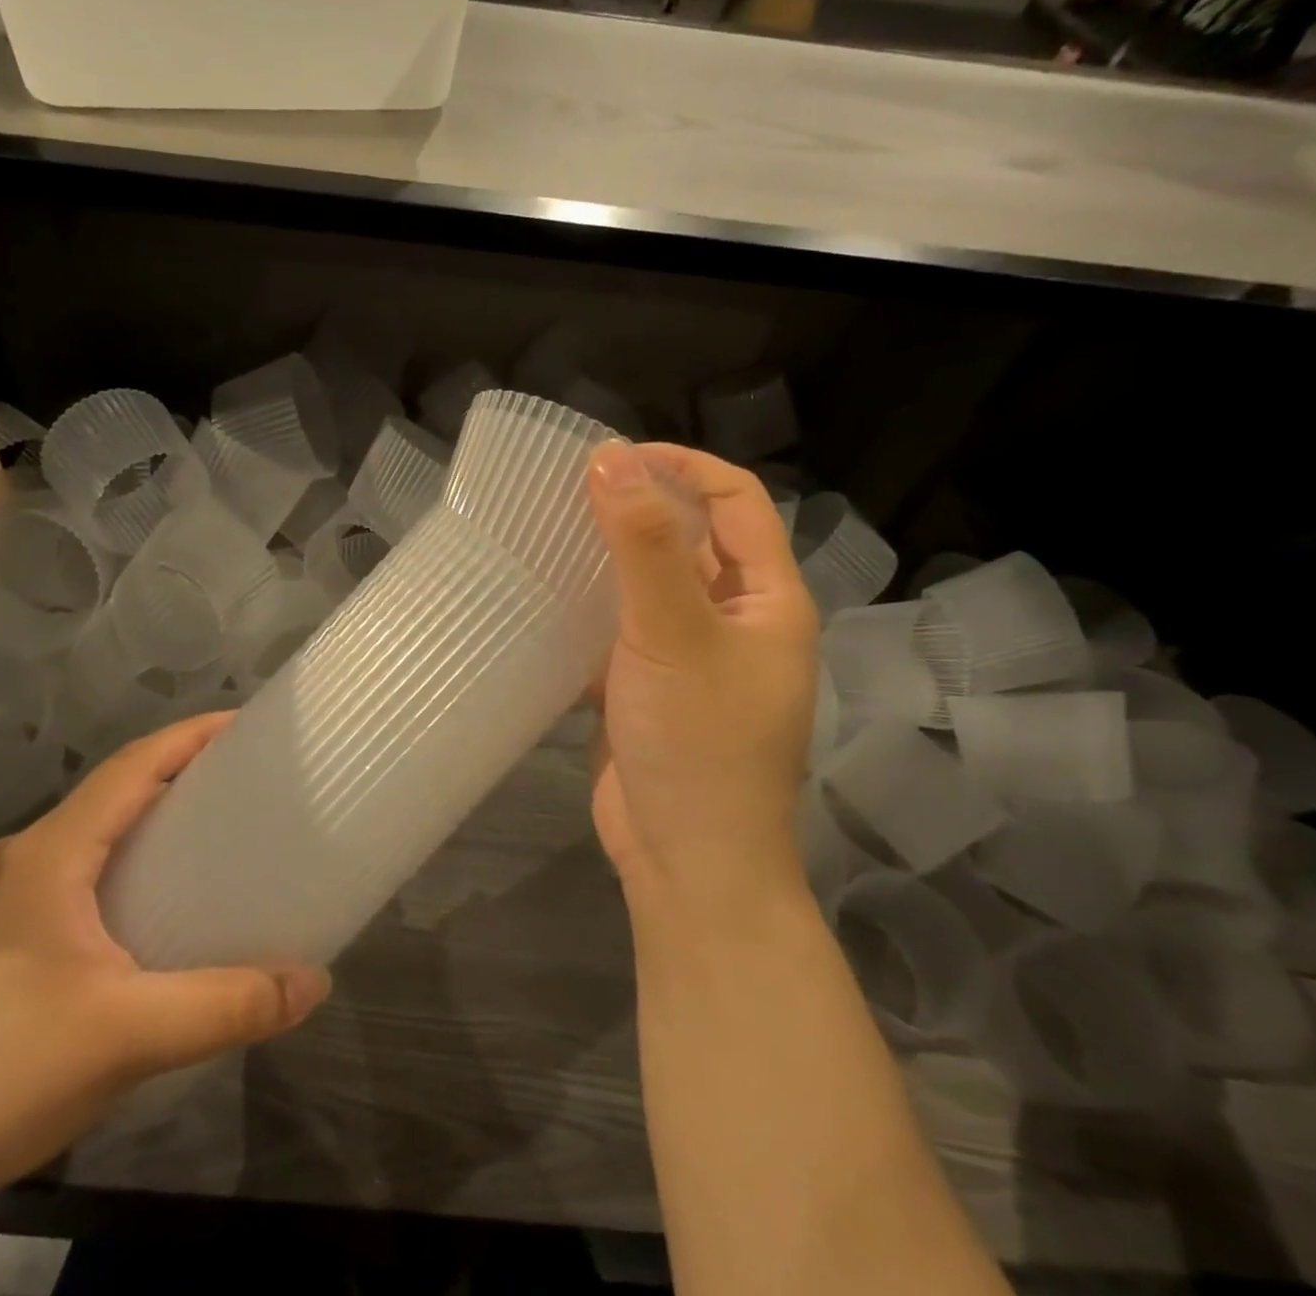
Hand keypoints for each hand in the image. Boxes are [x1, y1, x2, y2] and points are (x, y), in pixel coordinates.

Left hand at [0, 714, 330, 1222]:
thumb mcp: (128, 1037)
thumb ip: (229, 1005)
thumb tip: (316, 982)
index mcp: (47, 855)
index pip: (130, 767)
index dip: (190, 737)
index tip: (245, 725)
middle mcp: (16, 862)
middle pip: (109, 796)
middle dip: (176, 779)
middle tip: (241, 787)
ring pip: (84, 840)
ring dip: (143, 828)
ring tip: (203, 844)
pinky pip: (65, 880)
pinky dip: (115, 870)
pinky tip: (138, 916)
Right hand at [584, 442, 818, 914]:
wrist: (685, 859)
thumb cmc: (698, 742)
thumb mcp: (672, 633)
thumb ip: (642, 544)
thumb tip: (609, 457)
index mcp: (768, 599)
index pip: (736, 501)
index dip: (682, 467)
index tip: (612, 456)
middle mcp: (736, 619)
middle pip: (692, 538)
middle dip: (640, 507)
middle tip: (570, 489)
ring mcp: (690, 655)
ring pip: (651, 583)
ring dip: (609, 554)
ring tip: (550, 529)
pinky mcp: (649, 685)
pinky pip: (622, 626)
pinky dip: (591, 604)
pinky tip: (547, 592)